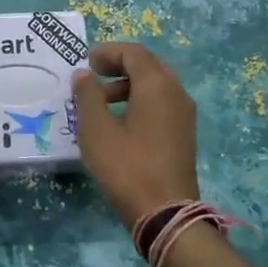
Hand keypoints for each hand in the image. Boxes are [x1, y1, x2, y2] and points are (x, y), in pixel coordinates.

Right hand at [71, 42, 200, 227]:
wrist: (166, 215)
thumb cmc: (127, 167)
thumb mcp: (96, 129)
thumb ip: (87, 95)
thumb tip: (84, 74)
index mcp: (157, 86)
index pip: (134, 53)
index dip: (109, 52)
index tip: (87, 61)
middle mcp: (176, 93)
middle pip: (147, 66)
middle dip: (118, 66)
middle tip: (92, 76)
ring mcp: (184, 115)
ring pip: (155, 86)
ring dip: (127, 86)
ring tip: (100, 104)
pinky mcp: (183, 135)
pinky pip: (161, 105)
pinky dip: (139, 102)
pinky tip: (119, 124)